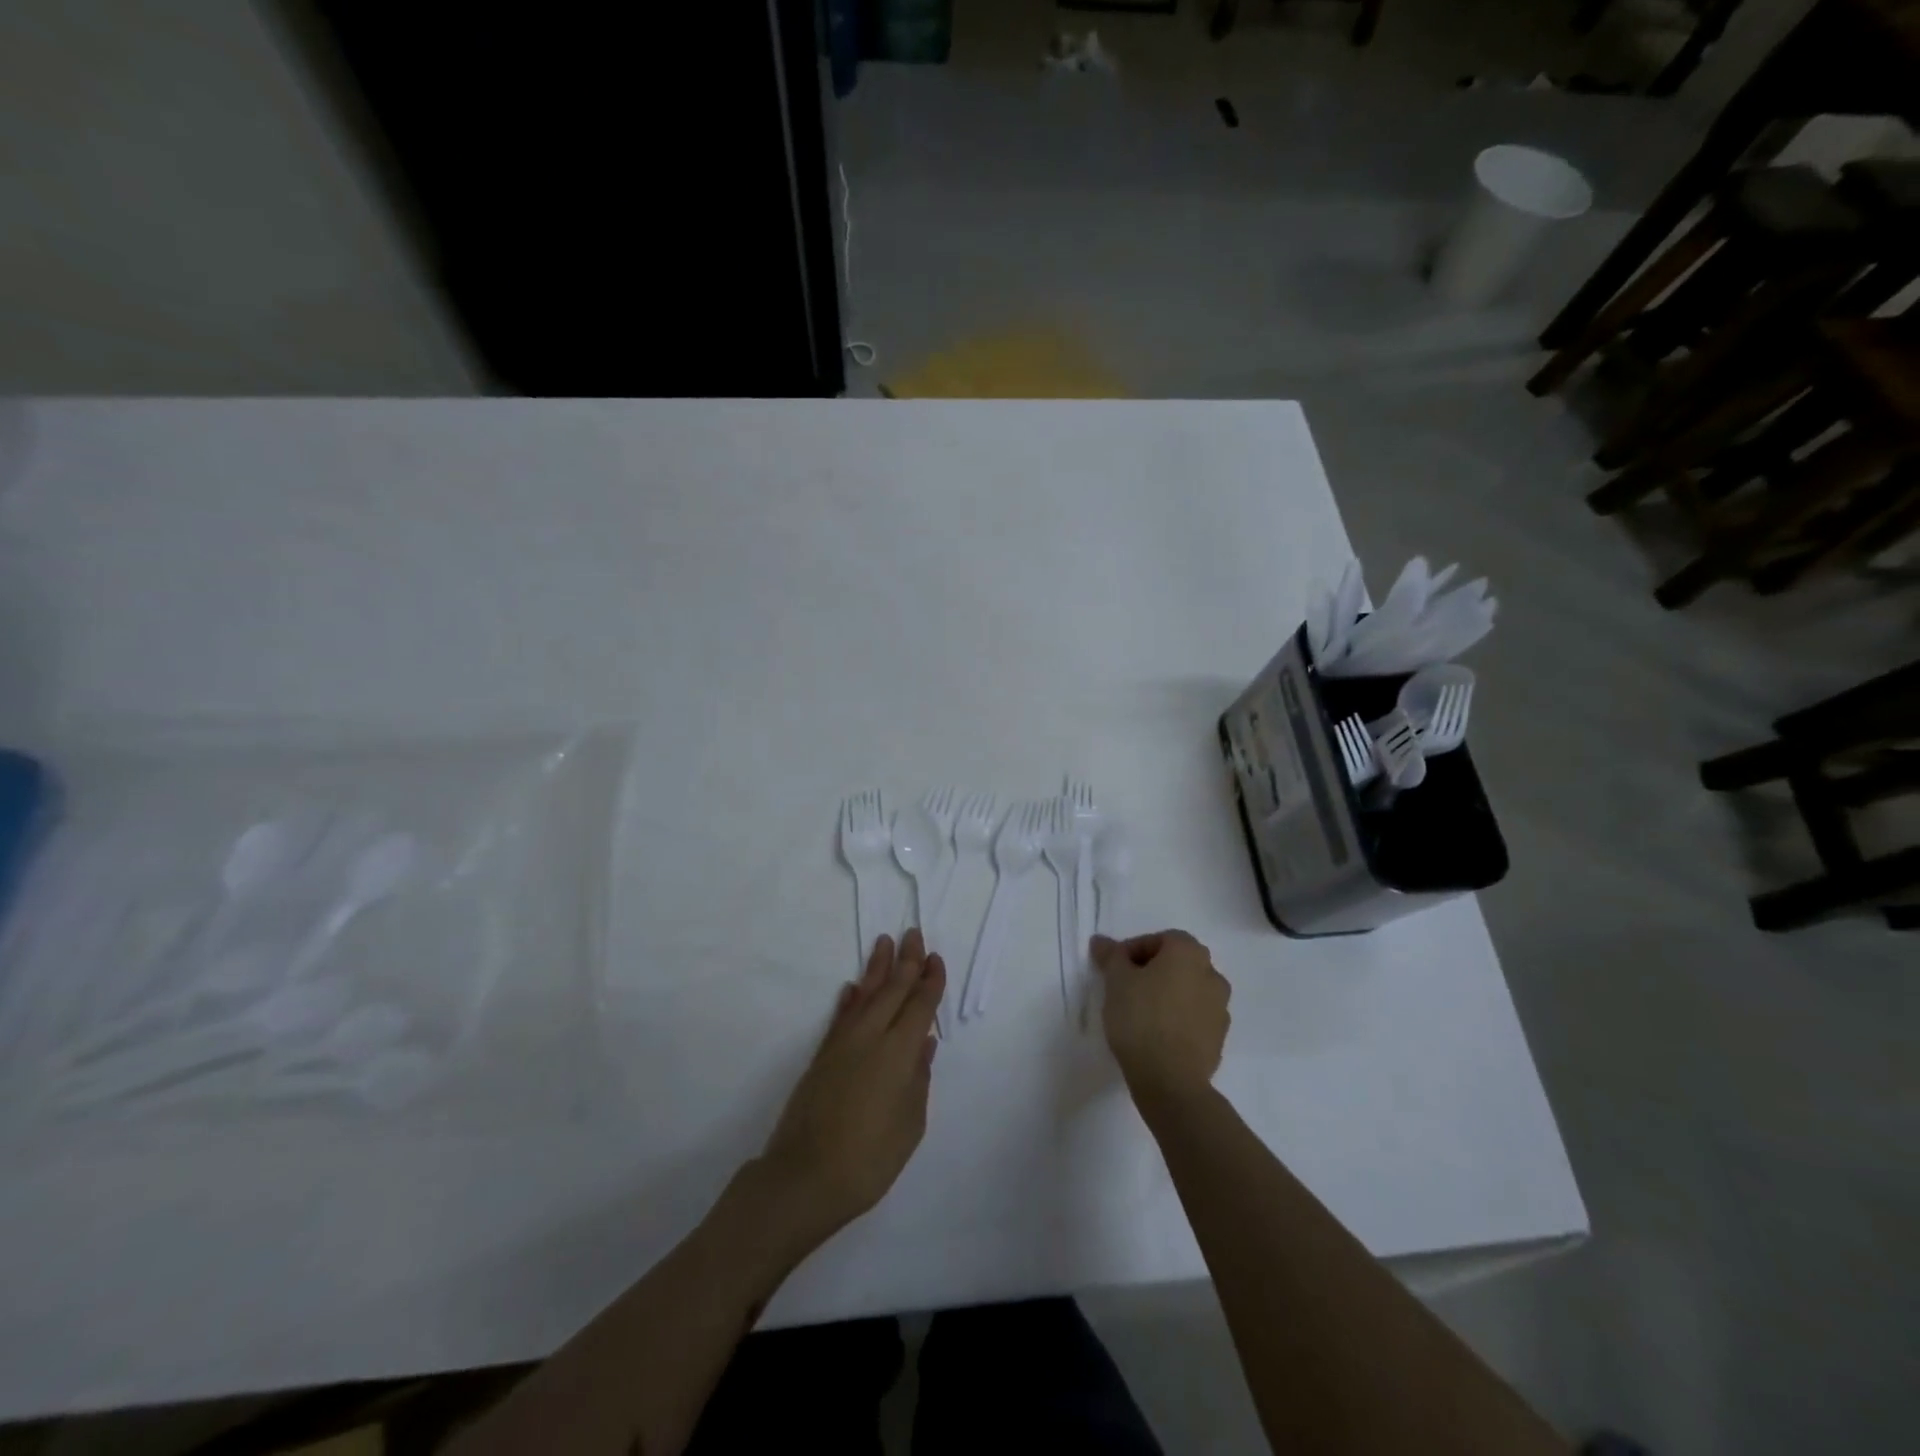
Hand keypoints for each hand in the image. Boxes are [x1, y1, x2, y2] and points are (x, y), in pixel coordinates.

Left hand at [757, 930, 943, 1252]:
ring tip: (885, 942)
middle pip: (893, 990)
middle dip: (906, 960)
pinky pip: (840, 1016)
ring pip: (865, 994)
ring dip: (877, 968)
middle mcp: (871, 1037)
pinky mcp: (822, 1055)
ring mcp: (843, 1043)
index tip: (936, 958)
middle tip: (913, 932)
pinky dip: (849, 999)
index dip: (930, 981)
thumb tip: (923, 1044)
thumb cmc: (870, 1158)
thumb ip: (918, 1080)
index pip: (920, 1006)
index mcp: (899, 1052)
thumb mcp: (910, 1125)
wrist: (805, 1176)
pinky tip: (851, 987)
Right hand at [1091, 930, 1229, 1103]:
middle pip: (1178, 963)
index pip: (1160, 939)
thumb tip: (1102, 941)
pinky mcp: (1219, 1037)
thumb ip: (1111, 956)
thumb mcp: (1116, 981)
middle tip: (1127, 986)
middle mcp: (1212, 974)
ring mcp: (1220, 1008)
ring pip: (1188, 990)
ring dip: (1168, 994)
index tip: (1115, 968)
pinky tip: (1157, 1033)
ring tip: (1141, 1012)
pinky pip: (1195, 1016)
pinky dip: (1178, 1017)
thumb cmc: (1141, 1018)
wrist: (1170, 1079)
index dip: (1134, 949)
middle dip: (1153, 970)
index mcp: (1189, 953)